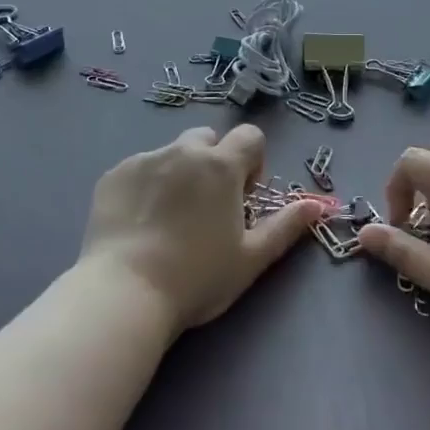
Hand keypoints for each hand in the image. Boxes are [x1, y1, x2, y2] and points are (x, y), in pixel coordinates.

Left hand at [81, 124, 320, 331]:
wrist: (126, 292)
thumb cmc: (197, 277)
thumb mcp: (250, 257)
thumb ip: (285, 226)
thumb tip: (315, 204)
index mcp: (221, 165)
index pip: (250, 136)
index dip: (252, 163)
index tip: (242, 197)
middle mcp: (183, 150)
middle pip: (208, 139)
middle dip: (213, 162)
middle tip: (206, 206)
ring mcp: (145, 159)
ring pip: (172, 152)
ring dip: (179, 172)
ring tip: (169, 218)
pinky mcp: (114, 174)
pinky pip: (139, 169)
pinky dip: (146, 185)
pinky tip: (139, 223)